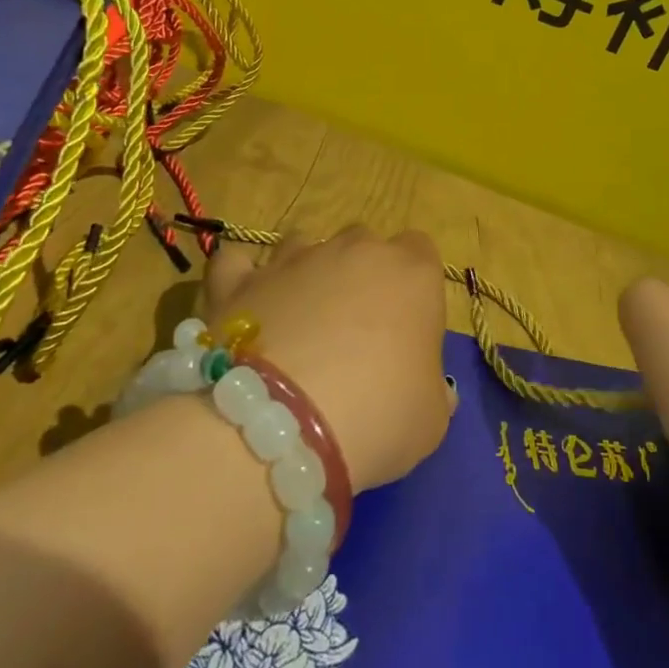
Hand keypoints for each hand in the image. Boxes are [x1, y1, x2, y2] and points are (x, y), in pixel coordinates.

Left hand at [201, 227, 451, 491]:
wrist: (285, 425)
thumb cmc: (380, 415)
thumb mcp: (431, 419)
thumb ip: (432, 391)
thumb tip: (427, 387)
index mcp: (411, 273)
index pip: (421, 250)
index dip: (414, 284)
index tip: (408, 324)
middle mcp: (353, 250)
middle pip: (363, 242)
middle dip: (360, 274)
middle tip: (353, 330)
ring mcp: (292, 260)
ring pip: (302, 243)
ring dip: (305, 271)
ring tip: (297, 320)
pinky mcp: (238, 281)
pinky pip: (236, 262)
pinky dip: (240, 276)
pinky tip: (244, 303)